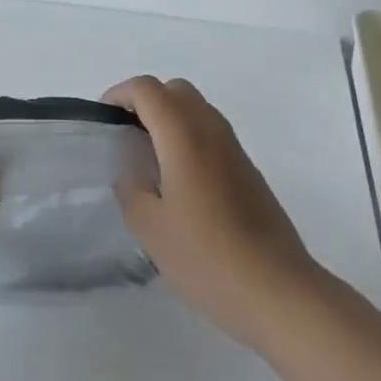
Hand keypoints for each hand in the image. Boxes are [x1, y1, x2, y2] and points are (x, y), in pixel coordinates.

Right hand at [106, 75, 318, 346]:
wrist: (278, 291)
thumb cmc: (206, 257)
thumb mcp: (150, 228)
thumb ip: (130, 189)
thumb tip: (129, 171)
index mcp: (184, 136)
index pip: (147, 89)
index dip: (119, 95)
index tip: (102, 123)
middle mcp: (212, 130)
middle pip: (175, 90)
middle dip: (145, 101)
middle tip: (124, 135)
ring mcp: (235, 149)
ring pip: (197, 109)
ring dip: (169, 118)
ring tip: (147, 159)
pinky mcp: (248, 170)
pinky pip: (212, 133)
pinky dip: (188, 137)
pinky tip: (178, 182)